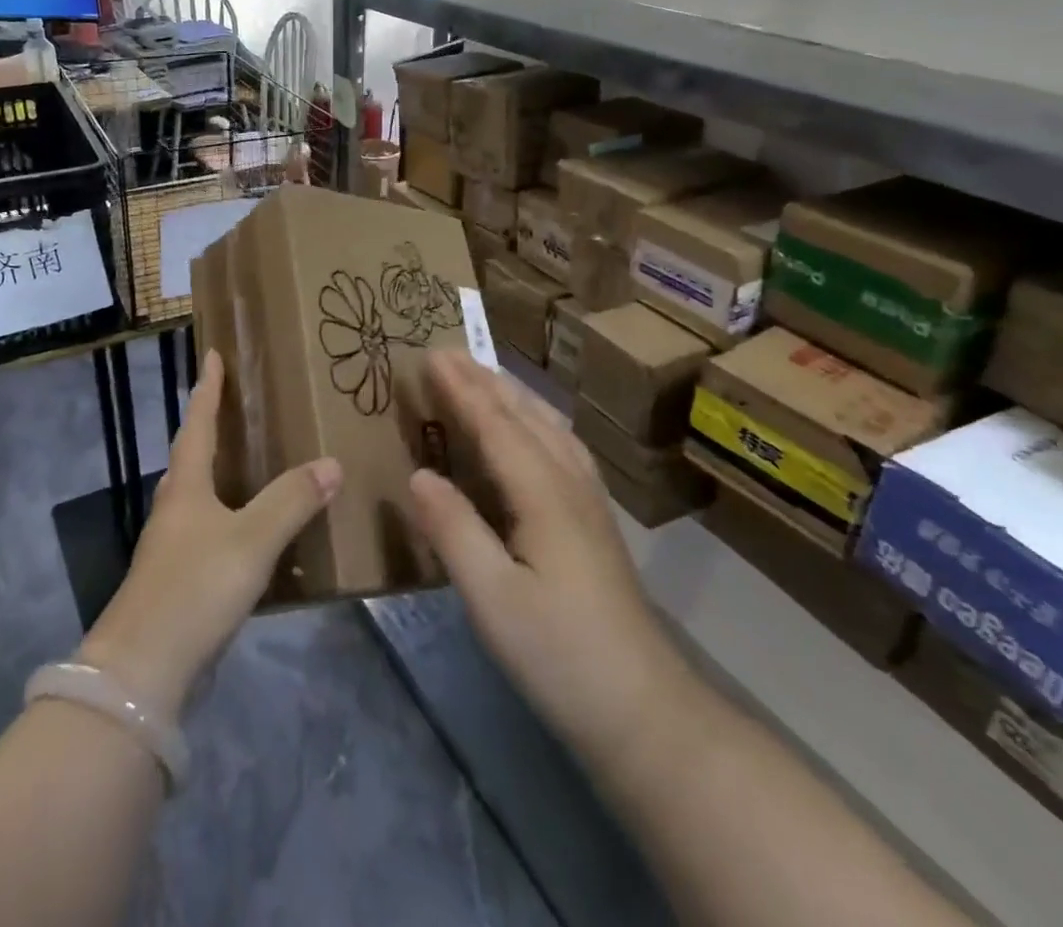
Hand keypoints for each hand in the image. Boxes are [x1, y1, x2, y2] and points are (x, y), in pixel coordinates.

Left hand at [79, 351, 340, 717]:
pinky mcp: (178, 583)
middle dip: (210, 428)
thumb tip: (332, 462)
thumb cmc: (194, 589)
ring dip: (220, 474)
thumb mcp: (252, 539)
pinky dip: (230, 518)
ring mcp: (172, 548)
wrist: (142, 673)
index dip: (207, 390)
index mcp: (186, 487)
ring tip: (253, 464)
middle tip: (238, 407)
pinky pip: (208, 532)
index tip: (211, 355)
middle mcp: (174, 509)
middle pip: (192, 458)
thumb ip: (292, 500)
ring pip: (198, 496)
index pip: (198, 424)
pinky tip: (252, 534)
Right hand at [408, 352, 676, 759]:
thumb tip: (418, 473)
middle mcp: (570, 483)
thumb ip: (454, 530)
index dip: (462, 388)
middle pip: (525, 415)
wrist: (644, 711)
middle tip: (448, 352)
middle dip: (485, 380)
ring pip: (549, 427)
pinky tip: (532, 431)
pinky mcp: (595, 521)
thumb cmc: (560, 655)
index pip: (496, 424)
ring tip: (483, 377)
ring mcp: (589, 501)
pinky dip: (536, 420)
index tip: (431, 354)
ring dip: (512, 395)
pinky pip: (561, 446)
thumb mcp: (492, 599)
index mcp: (543, 493)